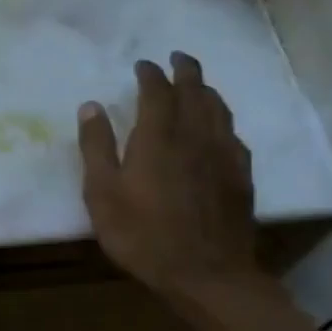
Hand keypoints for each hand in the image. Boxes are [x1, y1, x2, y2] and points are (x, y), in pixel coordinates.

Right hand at [78, 53, 270, 312]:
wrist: (205, 273)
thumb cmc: (140, 234)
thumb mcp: (101, 193)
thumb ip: (96, 147)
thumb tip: (91, 106)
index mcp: (158, 139)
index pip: (158, 93)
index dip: (150, 75)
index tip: (142, 64)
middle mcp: (195, 138)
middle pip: (196, 93)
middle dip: (186, 71)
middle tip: (177, 57)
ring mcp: (223, 156)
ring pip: (219, 110)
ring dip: (206, 90)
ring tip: (197, 84)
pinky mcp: (240, 176)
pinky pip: (232, 134)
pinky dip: (222, 119)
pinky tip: (219, 127)